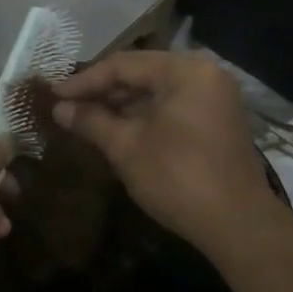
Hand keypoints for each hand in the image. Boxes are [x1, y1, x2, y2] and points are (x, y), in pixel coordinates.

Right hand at [50, 51, 281, 253]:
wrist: (238, 225)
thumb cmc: (178, 178)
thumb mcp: (126, 147)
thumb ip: (90, 121)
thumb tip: (59, 108)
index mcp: (184, 71)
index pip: (123, 65)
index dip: (84, 81)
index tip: (54, 96)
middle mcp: (204, 74)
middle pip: (141, 73)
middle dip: (102, 91)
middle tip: (67, 106)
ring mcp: (214, 96)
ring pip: (156, 89)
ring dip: (121, 103)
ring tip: (86, 118)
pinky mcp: (217, 119)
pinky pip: (172, 104)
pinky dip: (144, 114)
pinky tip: (117, 128)